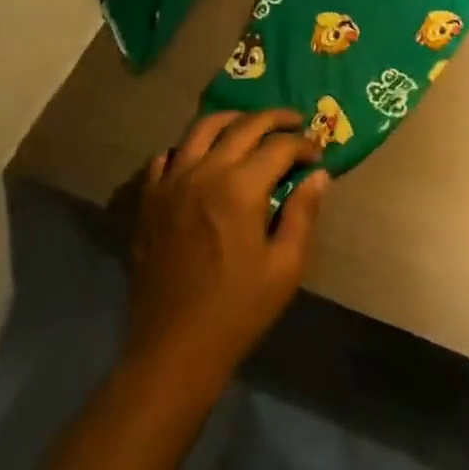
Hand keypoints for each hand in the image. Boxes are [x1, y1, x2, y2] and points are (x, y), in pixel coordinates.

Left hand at [122, 109, 330, 389]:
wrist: (173, 350)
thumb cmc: (237, 311)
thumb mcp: (285, 267)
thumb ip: (303, 213)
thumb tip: (319, 174)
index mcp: (240, 187)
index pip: (279, 145)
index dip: (303, 145)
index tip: (316, 156)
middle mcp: (204, 171)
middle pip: (244, 125)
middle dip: (275, 119)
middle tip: (294, 124)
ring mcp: (171, 182)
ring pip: (202, 127)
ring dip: (232, 120)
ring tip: (250, 126)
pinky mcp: (150, 199)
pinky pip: (167, 156)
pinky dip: (188, 148)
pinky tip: (201, 158)